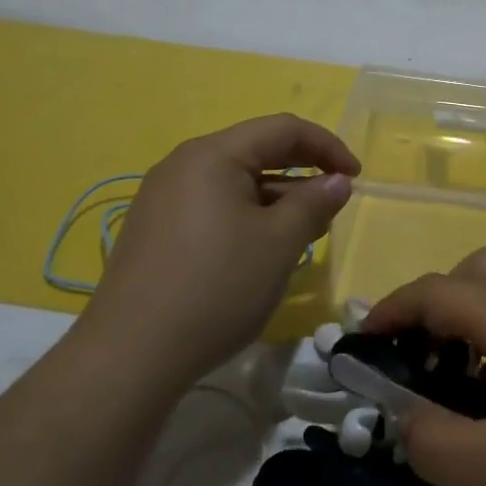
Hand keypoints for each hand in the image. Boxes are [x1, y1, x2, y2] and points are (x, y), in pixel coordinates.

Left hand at [75, 114, 359, 393]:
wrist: (129, 356)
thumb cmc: (216, 288)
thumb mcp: (279, 244)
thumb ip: (313, 203)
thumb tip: (337, 181)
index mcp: (213, 154)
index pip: (282, 129)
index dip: (326, 146)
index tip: (356, 177)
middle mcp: (183, 164)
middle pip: (255, 151)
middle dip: (302, 171)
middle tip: (334, 201)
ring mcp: (162, 197)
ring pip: (234, 181)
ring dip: (276, 197)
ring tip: (304, 230)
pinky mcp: (154, 229)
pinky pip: (212, 205)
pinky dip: (247, 215)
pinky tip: (260, 248)